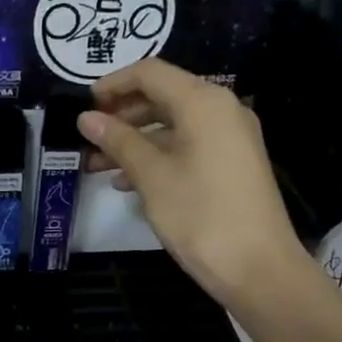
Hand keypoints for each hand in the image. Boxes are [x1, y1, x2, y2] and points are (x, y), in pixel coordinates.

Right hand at [80, 59, 309, 305]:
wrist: (258, 268)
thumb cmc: (201, 215)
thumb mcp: (152, 176)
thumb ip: (118, 141)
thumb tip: (87, 118)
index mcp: (203, 101)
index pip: (150, 73)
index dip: (112, 84)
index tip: (83, 107)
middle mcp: (221, 109)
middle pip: (162, 96)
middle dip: (121, 115)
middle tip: (86, 138)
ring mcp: (230, 138)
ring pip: (172, 125)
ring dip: (134, 141)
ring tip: (96, 165)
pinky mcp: (232, 164)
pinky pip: (187, 146)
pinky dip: (157, 156)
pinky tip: (126, 183)